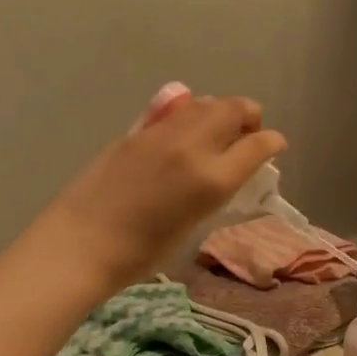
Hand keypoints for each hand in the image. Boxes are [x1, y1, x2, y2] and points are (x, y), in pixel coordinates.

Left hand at [39, 90, 285, 291]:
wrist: (82, 243)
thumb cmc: (142, 252)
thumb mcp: (194, 224)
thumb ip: (216, 190)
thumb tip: (227, 171)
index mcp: (212, 180)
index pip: (258, 144)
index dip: (273, 142)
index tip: (274, 147)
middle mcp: (193, 146)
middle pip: (236, 108)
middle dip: (250, 117)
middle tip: (246, 136)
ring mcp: (162, 133)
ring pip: (206, 102)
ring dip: (220, 112)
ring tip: (215, 134)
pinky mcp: (137, 131)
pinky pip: (176, 111)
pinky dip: (191, 116)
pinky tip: (182, 138)